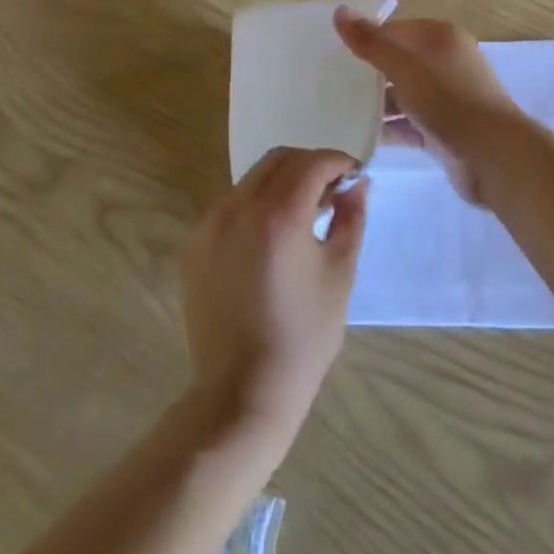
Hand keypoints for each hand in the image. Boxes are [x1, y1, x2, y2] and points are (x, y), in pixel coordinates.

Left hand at [182, 148, 365, 446]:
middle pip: (279, 160)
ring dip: (283, 181)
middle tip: (332, 190)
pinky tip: (272, 234)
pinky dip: (256, 203)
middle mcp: (238, 207)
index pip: (312, 163)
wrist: (241, 393)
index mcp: (278, 215)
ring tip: (304, 212)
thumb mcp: (339, 274)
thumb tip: (358, 184)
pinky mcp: (195, 243)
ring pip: (253, 178)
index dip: (338, 162)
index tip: (354, 175)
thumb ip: (351, 218)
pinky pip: (232, 203)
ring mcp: (210, 223)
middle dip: (310, 165)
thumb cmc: (302, 337)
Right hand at [333, 10, 526, 204]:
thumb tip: (339, 11)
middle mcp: (445, 62)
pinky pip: (409, 124)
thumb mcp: (404, 68)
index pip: (394, 30)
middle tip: (328, 83)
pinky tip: (358, 137)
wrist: (494, 157)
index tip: (331, 53)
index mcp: (440, 38)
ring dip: (375, 105)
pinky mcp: (444, 129)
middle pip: (397, 62)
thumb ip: (371, 43)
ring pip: (402, 95)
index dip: (365, 39)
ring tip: (336, 112)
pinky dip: (389, 129)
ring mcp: (446, 98)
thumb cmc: (449, 101)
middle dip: (367, 74)